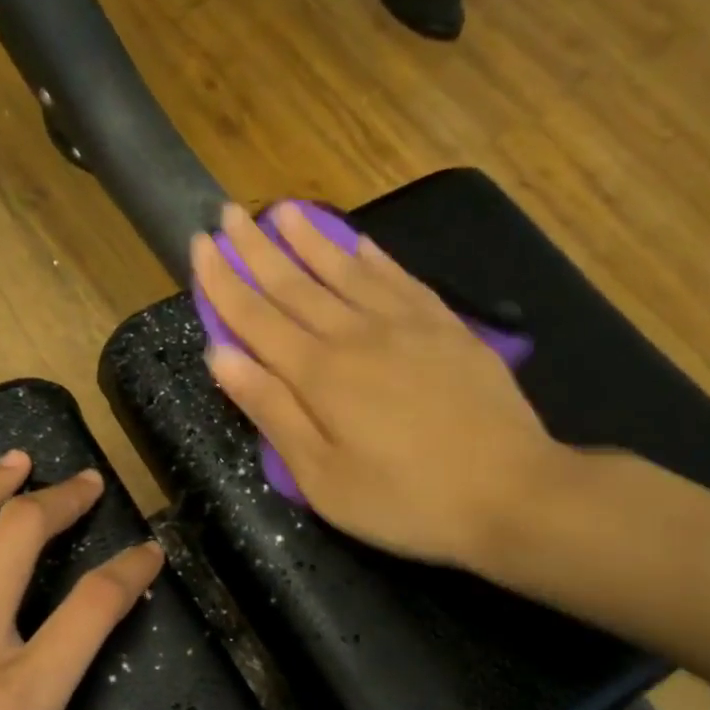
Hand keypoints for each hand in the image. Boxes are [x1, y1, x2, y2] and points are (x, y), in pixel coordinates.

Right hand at [193, 202, 569, 571]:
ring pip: (345, 270)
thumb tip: (219, 355)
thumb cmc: (405, 499)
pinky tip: (358, 243)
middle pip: (294, 283)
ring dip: (309, 239)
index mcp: (318, 374)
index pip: (255, 316)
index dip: (222, 281)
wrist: (511, 491)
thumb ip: (272, 411)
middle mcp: (355, 334)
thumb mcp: (322, 477)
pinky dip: (372, 257)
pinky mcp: (446, 328)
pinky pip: (399, 278)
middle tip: (228, 213)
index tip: (199, 244)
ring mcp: (406, 325)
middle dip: (256, 249)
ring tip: (282, 210)